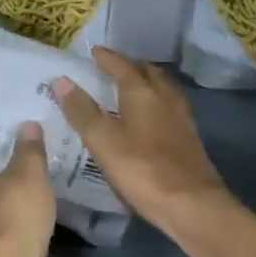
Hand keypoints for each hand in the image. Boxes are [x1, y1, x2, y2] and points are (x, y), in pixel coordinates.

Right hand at [54, 49, 231, 230]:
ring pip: (163, 87)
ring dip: (147, 81)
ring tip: (132, 86)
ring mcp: (181, 116)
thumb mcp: (103, 141)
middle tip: (113, 66)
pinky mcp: (189, 136)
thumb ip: (82, 111)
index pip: (121, 65)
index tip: (93, 51)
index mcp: (141, 92)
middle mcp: (164, 96)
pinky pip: (170, 105)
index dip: (106, 57)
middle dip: (130, 65)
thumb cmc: (142, 169)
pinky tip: (151, 115)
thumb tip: (62, 80)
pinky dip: (157, 100)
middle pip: (147, 71)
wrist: (192, 205)